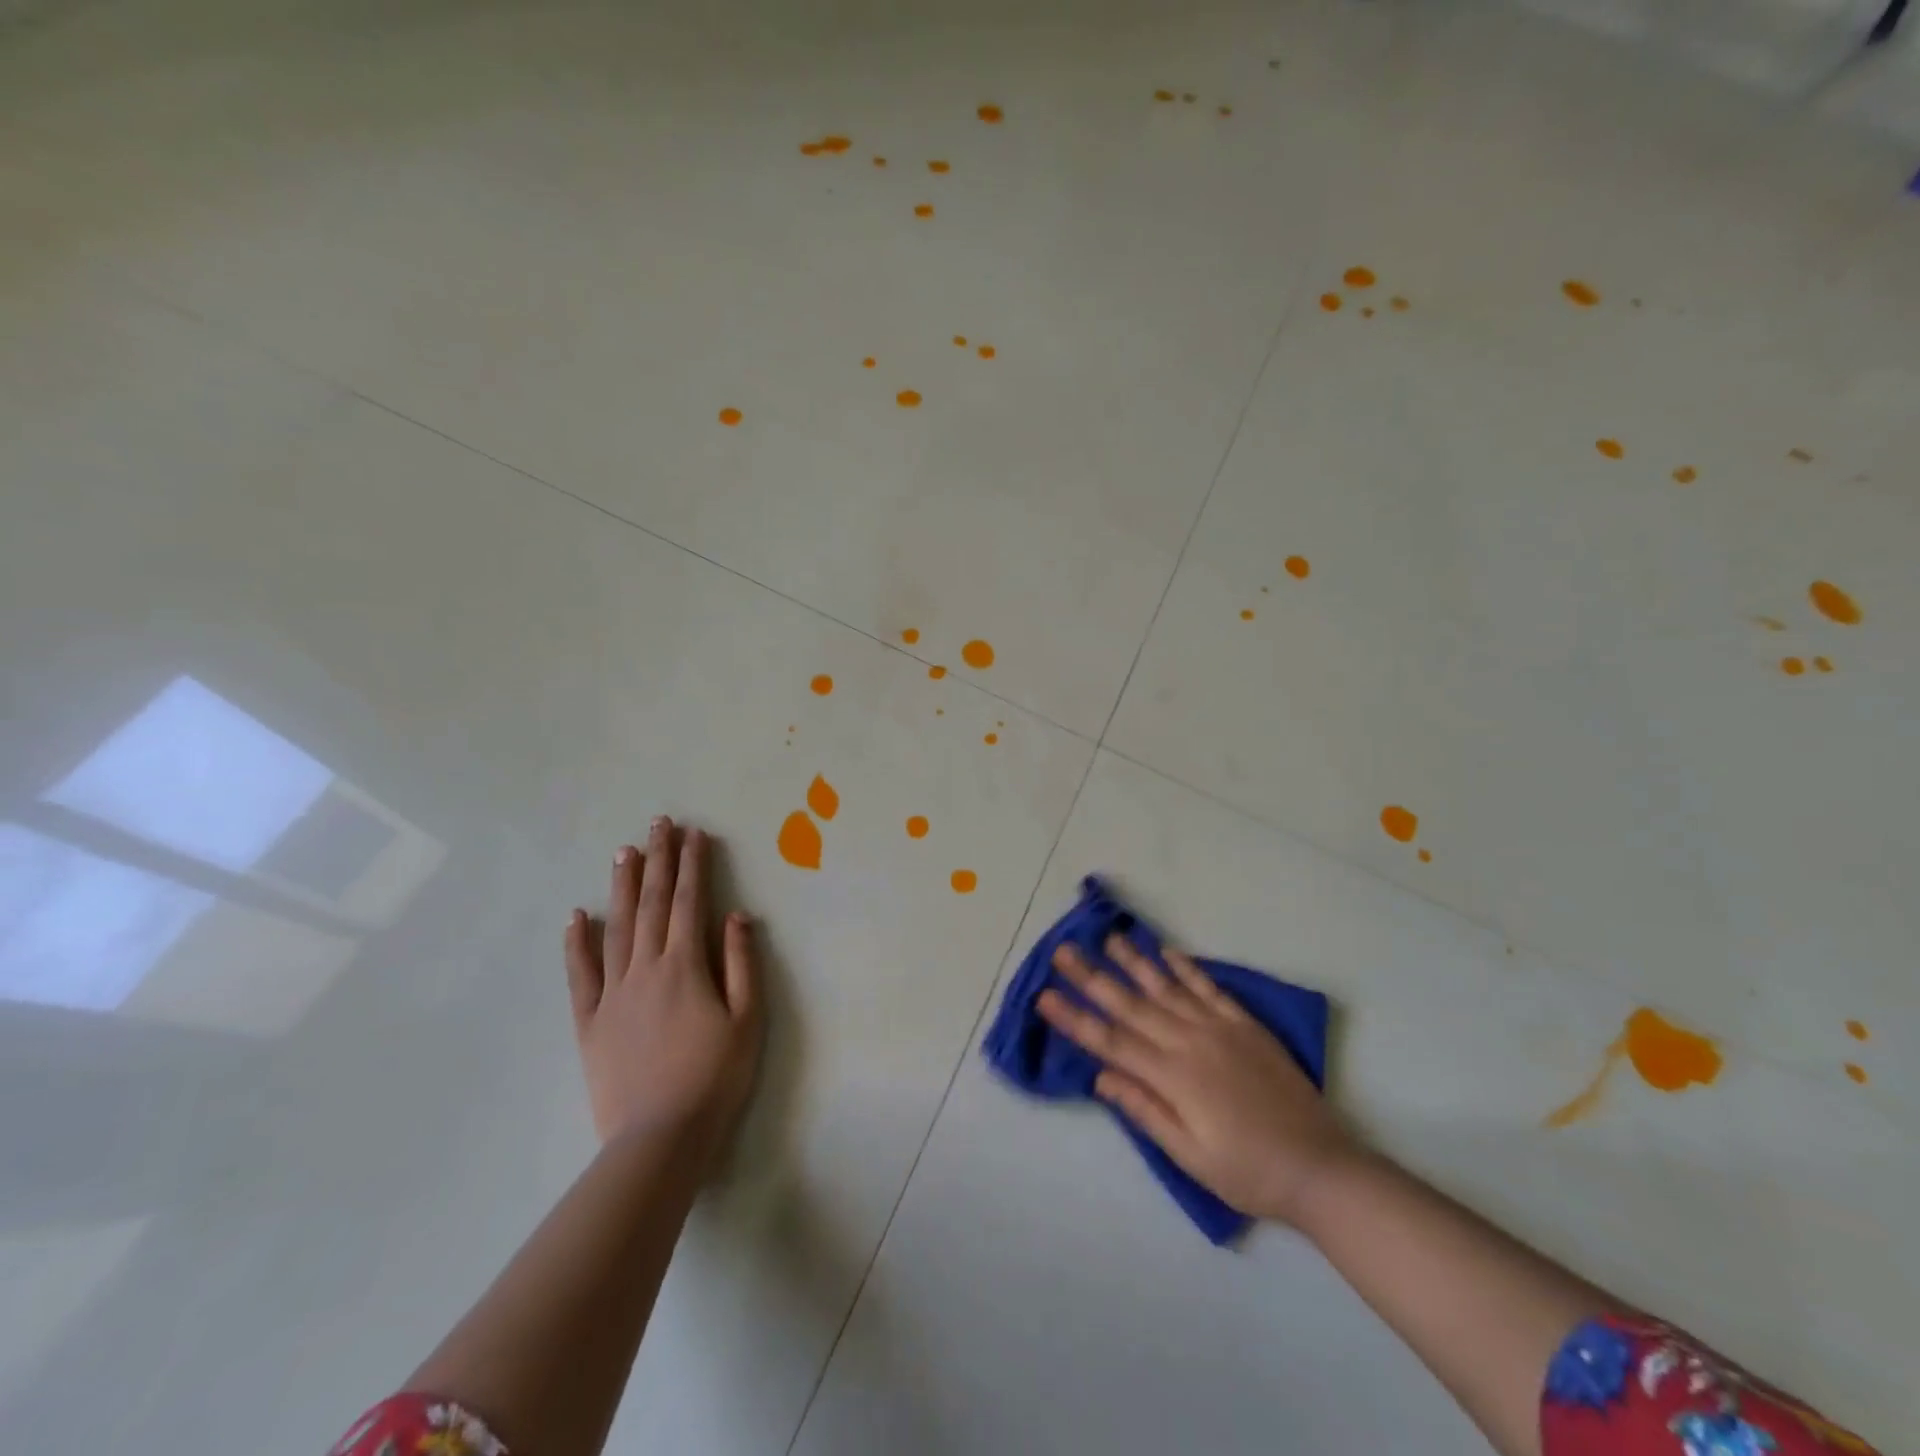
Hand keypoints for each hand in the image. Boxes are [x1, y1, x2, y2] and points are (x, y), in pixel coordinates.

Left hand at [563, 817, 762, 1149]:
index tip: (695, 833)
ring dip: (621, 886)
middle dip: (658, 860)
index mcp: (685, 966)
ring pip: (615, 928)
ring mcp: (612, 993)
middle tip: (659, 823)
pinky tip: (577, 917)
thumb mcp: (748, 1019)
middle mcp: (645, 968)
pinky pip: (580, 974)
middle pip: (651, 903)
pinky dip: (577, 943)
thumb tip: (735, 914)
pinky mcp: (589, 1021)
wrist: (660, 1137)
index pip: (689, 902)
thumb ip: (741, 963)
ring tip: (625, 851)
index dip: (693, 865)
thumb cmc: (715, 1076)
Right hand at [1037, 936, 1357, 1225]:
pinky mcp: (1245, 1025)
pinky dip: (1186, 968)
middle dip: (1092, 977)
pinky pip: (1210, 989)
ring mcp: (1219, 1028)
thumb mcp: (1190, 1155)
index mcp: (1172, 1077)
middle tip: (1064, 950)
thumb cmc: (1248, 1172)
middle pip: (1131, 1005)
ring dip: (1133, 961)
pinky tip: (1166, 951)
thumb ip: (1145, 1110)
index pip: (1111, 1041)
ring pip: (1166, 987)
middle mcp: (1189, 1042)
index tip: (1045, 996)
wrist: (1320, 1168)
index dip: (1075, 1018)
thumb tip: (1101, 1076)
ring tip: (1108, 937)